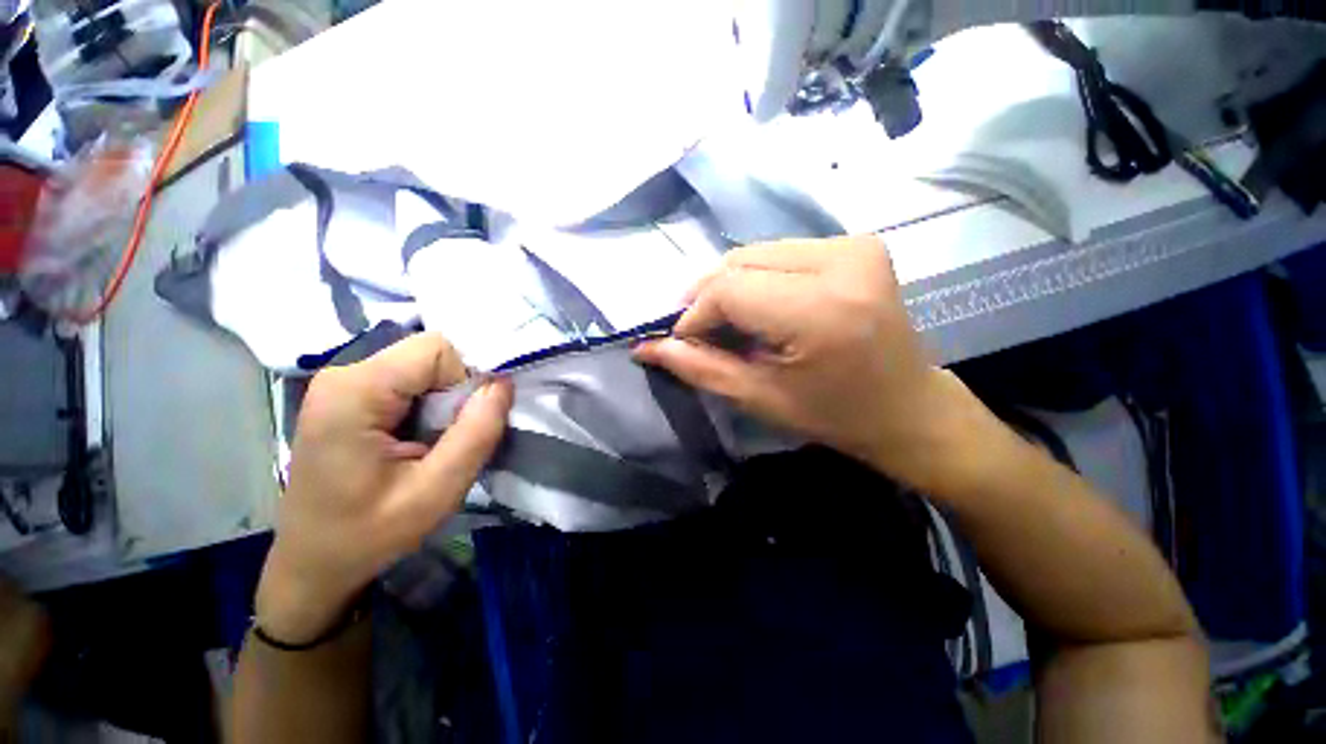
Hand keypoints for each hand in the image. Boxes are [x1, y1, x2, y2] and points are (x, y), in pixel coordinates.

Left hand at [256, 334, 511, 643]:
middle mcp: (344, 374)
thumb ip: (477, 433)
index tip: (463, 424)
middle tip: (449, 436)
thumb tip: (504, 383)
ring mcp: (343, 383)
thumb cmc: (369, 534)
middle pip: (430, 354)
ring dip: (445, 398)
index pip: (437, 350)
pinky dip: (429, 402)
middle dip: (456, 389)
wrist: (313, 563)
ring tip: (433, 441)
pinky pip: (410, 379)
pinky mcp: (350, 394)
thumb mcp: (437, 492)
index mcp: (355, 392)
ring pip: (424, 365)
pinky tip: (419, 437)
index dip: (466, 380)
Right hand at [634, 236, 988, 492]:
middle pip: (739, 263)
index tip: (681, 341)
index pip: (729, 290)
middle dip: (707, 298)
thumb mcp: (759, 398)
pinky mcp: (857, 244)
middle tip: (697, 332)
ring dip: (729, 286)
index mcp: (822, 310)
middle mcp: (842, 261)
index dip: (694, 315)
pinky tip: (758, 308)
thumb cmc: (834, 415)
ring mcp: (854, 245)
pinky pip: (779, 254)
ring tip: (726, 322)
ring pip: (755, 254)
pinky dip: (756, 278)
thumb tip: (645, 346)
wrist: (907, 407)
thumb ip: (699, 368)